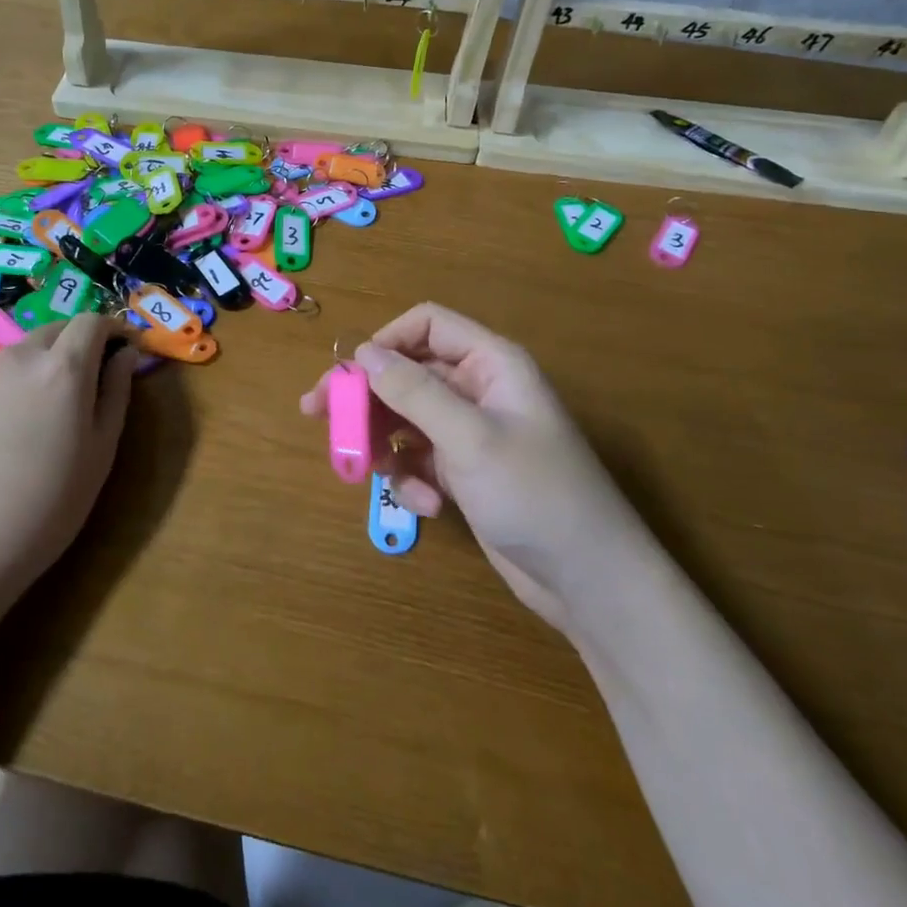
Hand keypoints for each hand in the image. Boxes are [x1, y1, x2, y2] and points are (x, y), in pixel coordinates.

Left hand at [0, 314, 139, 637]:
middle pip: (57, 328)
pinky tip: (13, 427)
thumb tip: (125, 355)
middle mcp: (20, 357)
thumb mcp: (100, 451)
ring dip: (47, 361)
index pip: (93, 321)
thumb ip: (116, 392)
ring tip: (51, 408)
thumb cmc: (47, 505)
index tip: (125, 350)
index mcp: (63, 367)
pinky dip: (17, 381)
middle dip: (80, 342)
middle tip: (92, 380)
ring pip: (25, 350)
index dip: (114, 329)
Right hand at [300, 304, 638, 634]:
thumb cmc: (535, 494)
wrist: (589, 580)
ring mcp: (471, 432)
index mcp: (490, 363)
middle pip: (407, 374)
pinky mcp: (465, 471)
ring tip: (372, 474)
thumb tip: (362, 353)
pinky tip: (427, 506)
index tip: (347, 373)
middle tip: (317, 415)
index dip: (384, 342)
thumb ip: (413, 392)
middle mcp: (479, 389)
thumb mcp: (469, 438)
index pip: (427, 325)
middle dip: (367, 397)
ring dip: (385, 444)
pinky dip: (412, 478)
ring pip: (405, 418)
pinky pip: (419, 458)